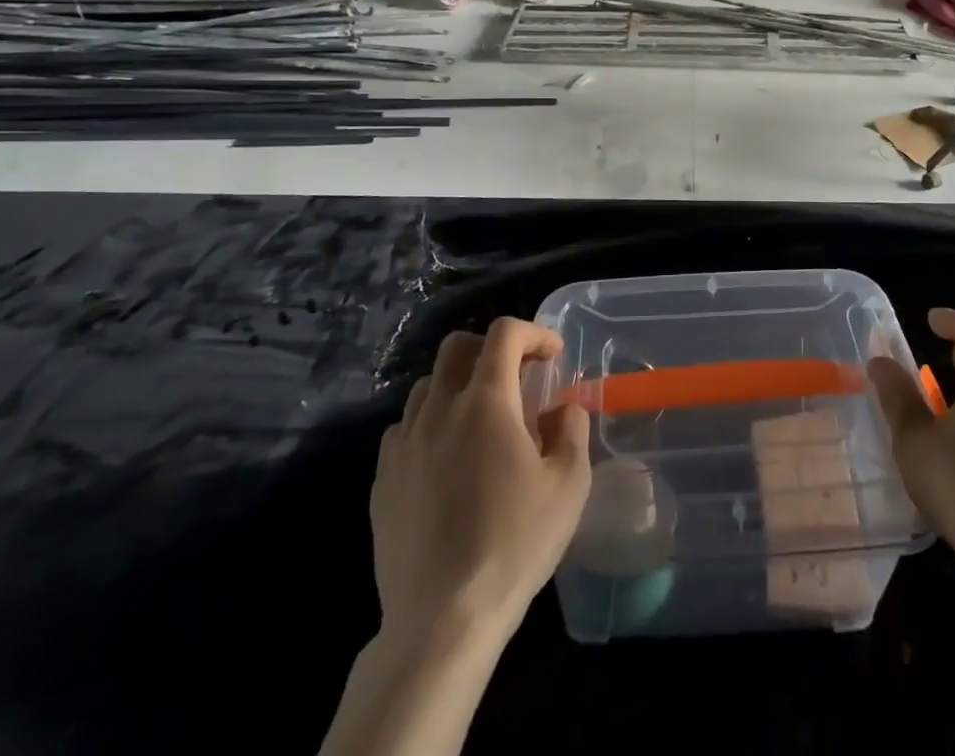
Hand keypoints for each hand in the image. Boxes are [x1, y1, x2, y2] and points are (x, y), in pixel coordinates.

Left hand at [371, 318, 591, 642]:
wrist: (442, 620)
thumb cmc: (514, 544)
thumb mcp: (569, 484)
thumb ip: (572, 429)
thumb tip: (561, 407)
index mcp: (486, 401)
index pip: (504, 334)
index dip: (534, 333)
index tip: (553, 356)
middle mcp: (438, 409)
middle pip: (457, 346)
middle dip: (492, 347)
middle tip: (518, 376)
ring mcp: (404, 443)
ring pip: (428, 384)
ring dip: (459, 384)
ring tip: (482, 417)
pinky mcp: (383, 478)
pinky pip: (405, 428)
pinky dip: (431, 423)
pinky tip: (448, 457)